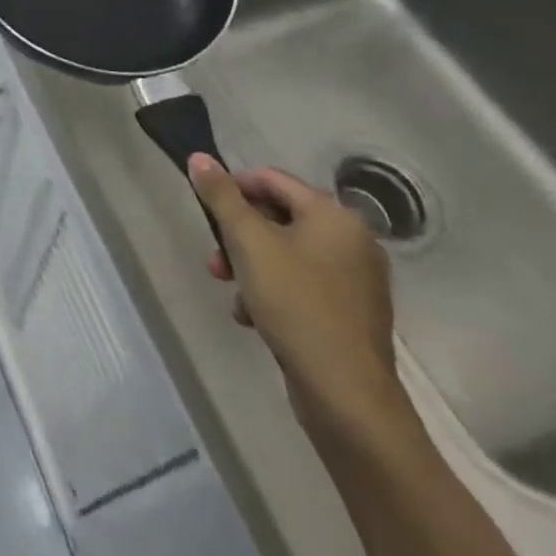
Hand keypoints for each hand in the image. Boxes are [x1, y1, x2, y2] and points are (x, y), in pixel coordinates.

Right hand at [188, 156, 402, 437]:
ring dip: (250, 265)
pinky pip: (302, 286)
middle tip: (214, 258)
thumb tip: (199, 157)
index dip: (234, 187)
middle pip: (279, 217)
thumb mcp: (248, 242)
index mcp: (335, 216)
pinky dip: (273, 291)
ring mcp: (356, 281)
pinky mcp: (351, 315)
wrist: (347, 398)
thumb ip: (221, 196)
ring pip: (287, 254)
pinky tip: (252, 315)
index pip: (273, 180)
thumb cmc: (296, 304)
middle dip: (238, 235)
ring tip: (228, 289)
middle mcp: (353, 242)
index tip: (205, 209)